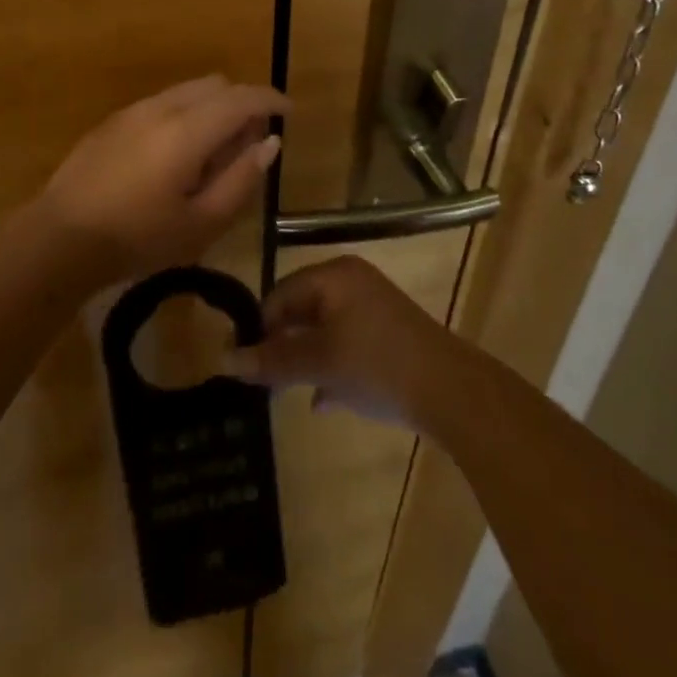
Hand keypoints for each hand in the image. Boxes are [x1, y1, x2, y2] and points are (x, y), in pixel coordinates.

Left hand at [37, 76, 286, 284]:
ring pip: (187, 90)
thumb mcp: (201, 223)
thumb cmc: (138, 238)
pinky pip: (162, 102)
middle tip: (249, 143)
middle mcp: (162, 107)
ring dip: (212, 107)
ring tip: (213, 152)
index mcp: (188, 130)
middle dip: (241, 103)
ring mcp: (133, 110)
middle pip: (215, 85)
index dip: (271, 100)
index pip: (241, 98)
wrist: (60, 237)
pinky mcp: (113, 121)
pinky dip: (185, 113)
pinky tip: (175, 155)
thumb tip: (269, 143)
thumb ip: (241, 179)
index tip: (289, 112)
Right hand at [223, 256, 461, 430]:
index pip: (280, 294)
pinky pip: (347, 346)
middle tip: (263, 380)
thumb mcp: (318, 362)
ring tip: (286, 392)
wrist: (452, 393)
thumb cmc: (377, 364)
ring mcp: (374, 310)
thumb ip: (272, 360)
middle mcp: (352, 284)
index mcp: (334, 276)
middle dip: (282, 346)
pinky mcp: (390, 338)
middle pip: (302, 311)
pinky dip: (331, 368)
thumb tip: (224, 360)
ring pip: (324, 332)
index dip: (259, 328)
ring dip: (305, 361)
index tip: (244, 363)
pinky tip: (322, 400)